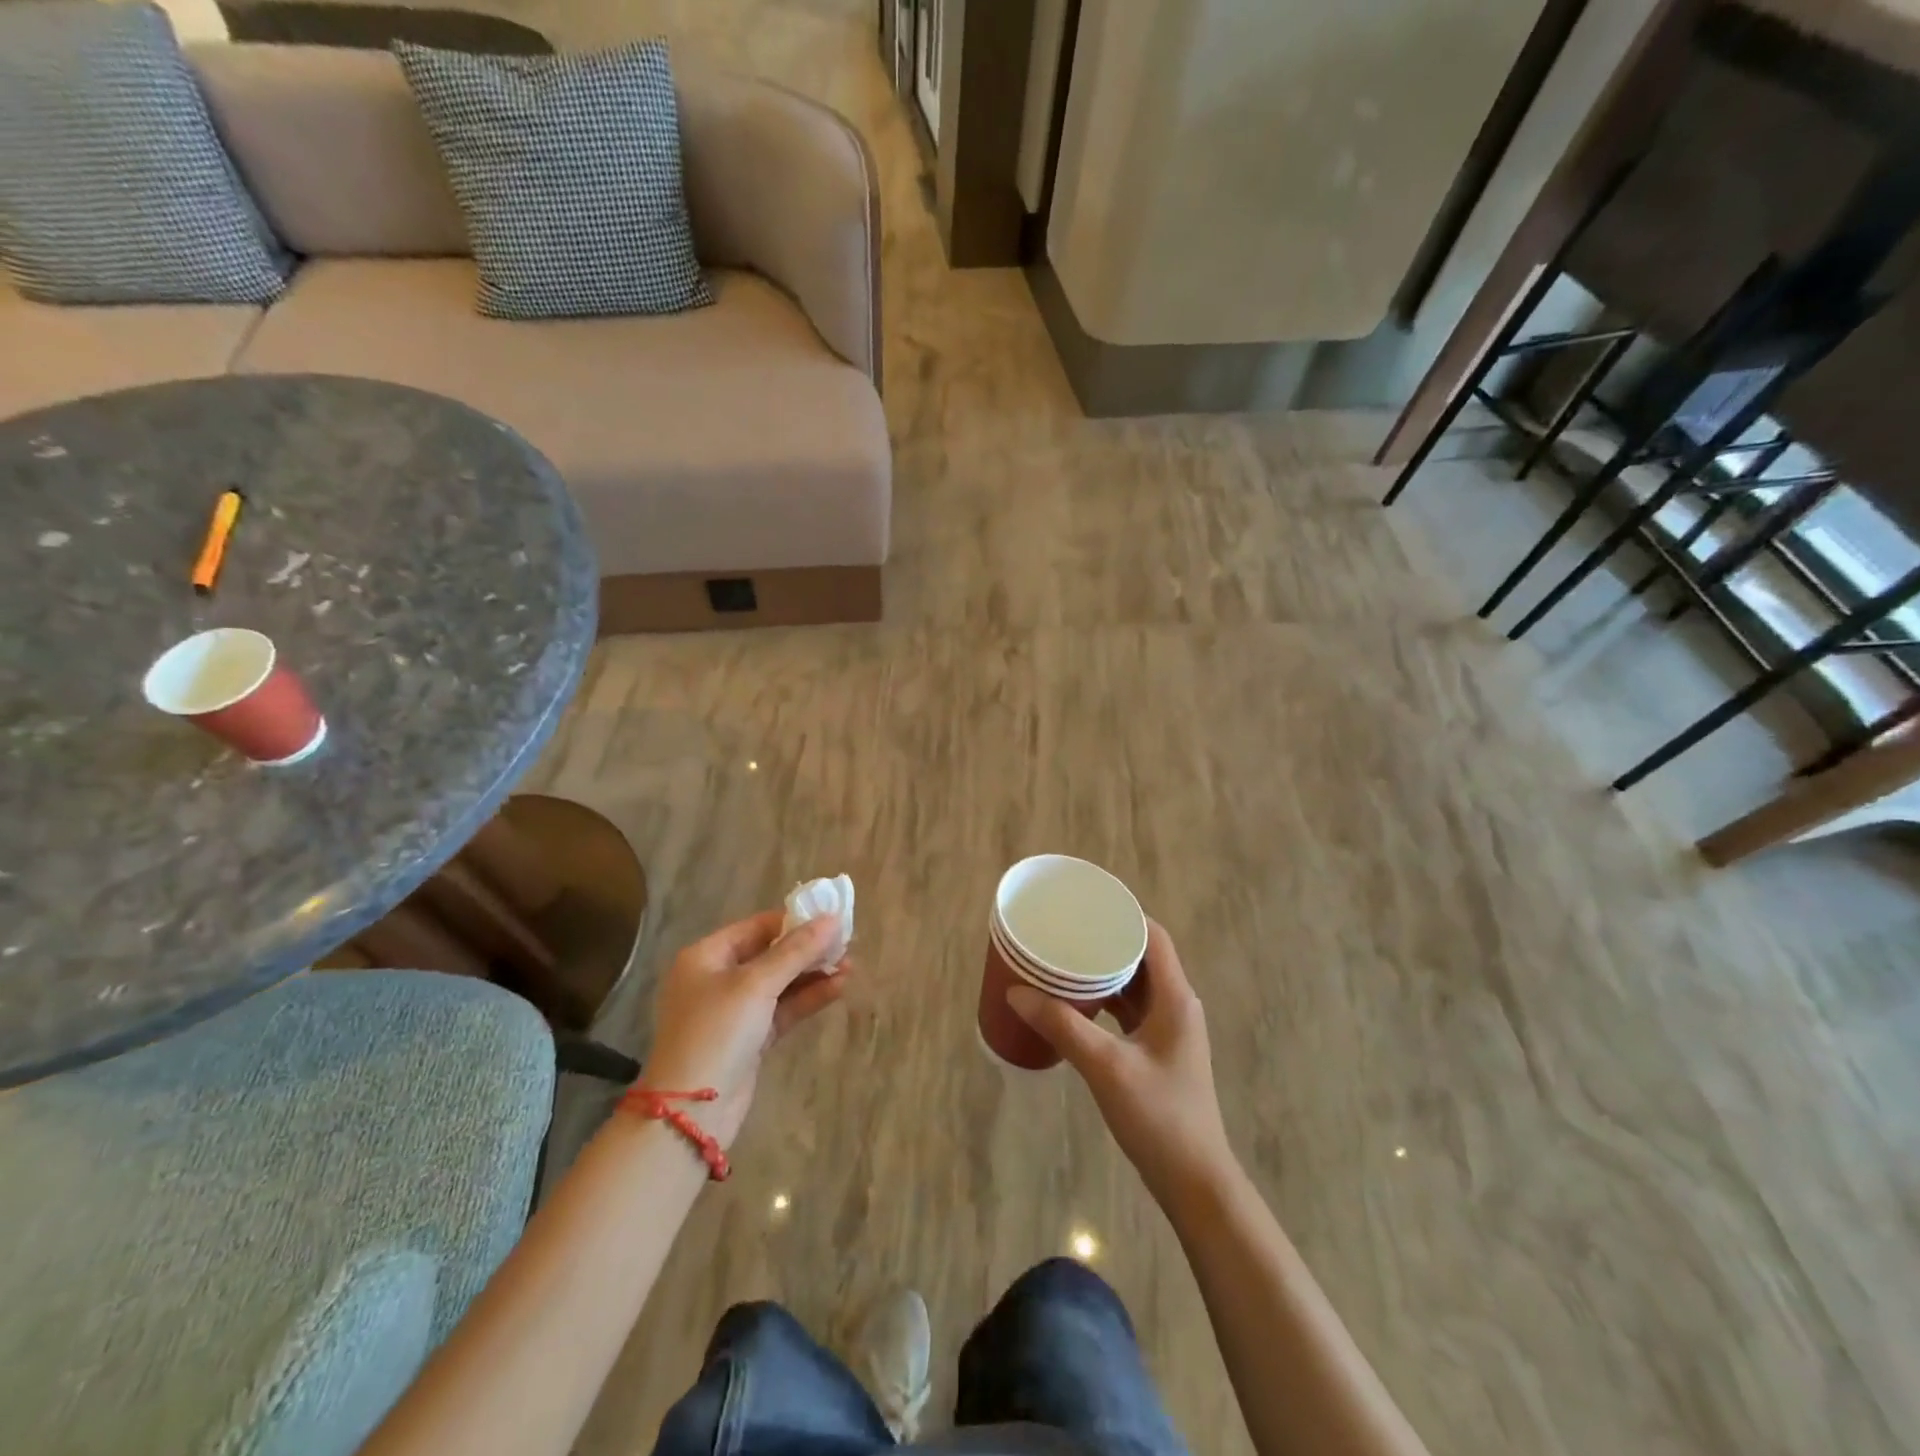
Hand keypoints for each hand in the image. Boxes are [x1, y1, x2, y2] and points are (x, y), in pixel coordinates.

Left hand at [641, 911, 848, 1149]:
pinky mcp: (749, 1038)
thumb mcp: (756, 985)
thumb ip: (796, 951)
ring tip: (850, 965)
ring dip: (812, 974)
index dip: (794, 921)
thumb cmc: (716, 1032)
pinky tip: (838, 988)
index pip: (757, 927)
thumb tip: (832, 918)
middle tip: (847, 943)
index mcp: (706, 956)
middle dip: (808, 949)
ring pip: (780, 983)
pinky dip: (807, 998)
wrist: (691, 1112)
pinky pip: (782, 1009)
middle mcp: (717, 978)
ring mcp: (733, 1011)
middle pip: (770, 954)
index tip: (831, 918)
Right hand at [1007, 921, 1235, 1206]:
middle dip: (1105, 940)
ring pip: (1134, 984)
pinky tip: (1076, 1003)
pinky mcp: (1158, 1052)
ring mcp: (1169, 1031)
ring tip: (1064, 960)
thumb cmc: (1159, 1117)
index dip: (1123, 914)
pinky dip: (1105, 1000)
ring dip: (1104, 971)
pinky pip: (1129, 1010)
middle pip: (1141, 956)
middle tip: (1065, 930)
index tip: (1085, 904)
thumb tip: (1016, 992)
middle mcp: (1176, 1005)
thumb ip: (1062, 1026)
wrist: (1195, 1182)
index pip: (1153, 936)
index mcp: (1175, 997)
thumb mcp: (1106, 1067)